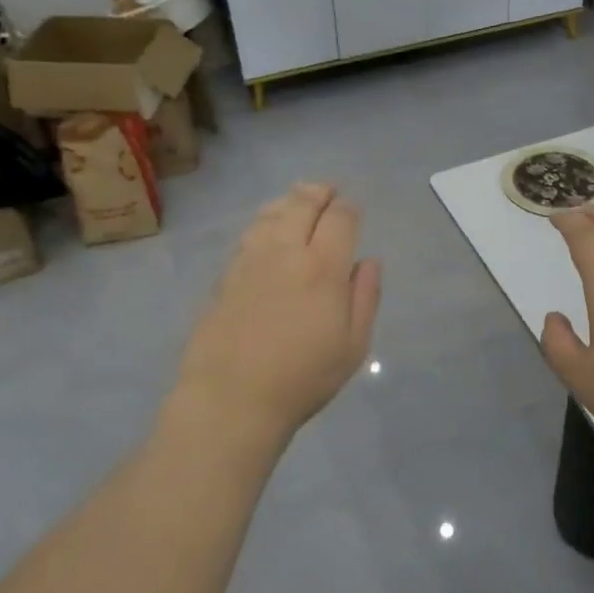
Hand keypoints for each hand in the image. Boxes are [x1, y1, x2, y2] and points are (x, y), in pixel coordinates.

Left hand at [173, 183, 382, 443]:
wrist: (231, 400)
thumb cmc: (303, 378)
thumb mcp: (353, 346)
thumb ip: (365, 297)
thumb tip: (368, 262)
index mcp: (323, 267)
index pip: (339, 217)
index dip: (349, 208)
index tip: (353, 210)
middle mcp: (286, 252)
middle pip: (302, 203)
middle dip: (319, 192)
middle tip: (329, 192)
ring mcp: (250, 261)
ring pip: (271, 213)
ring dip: (289, 201)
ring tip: (299, 202)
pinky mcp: (225, 276)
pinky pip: (249, 234)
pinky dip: (265, 221)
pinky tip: (268, 230)